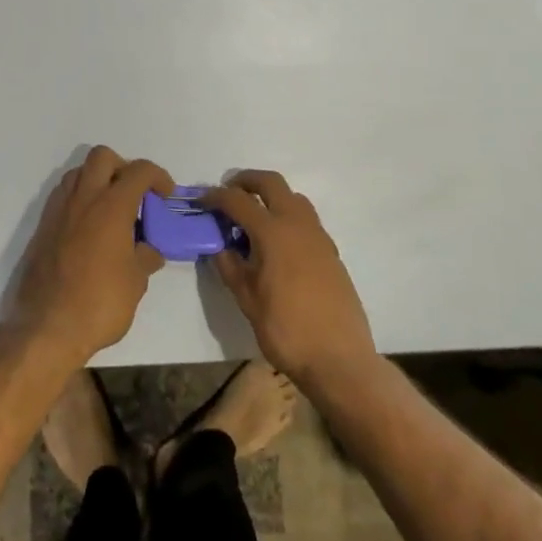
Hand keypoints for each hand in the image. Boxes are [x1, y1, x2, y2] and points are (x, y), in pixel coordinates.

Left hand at [6, 146, 171, 368]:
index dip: (158, 176)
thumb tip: (148, 249)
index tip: (166, 195)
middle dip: (123, 167)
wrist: (45, 328)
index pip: (139, 171)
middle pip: (103, 156)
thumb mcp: (135, 283)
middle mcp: (83, 198)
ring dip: (98, 180)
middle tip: (134, 195)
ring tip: (111, 210)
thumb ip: (145, 257)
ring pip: (79, 172)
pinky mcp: (42, 226)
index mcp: (112, 206)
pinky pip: (63, 195)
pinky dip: (80, 199)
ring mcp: (59, 209)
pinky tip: (89, 228)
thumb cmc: (98, 304)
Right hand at [201, 171, 377, 389]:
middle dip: (246, 181)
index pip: (238, 200)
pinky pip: (306, 219)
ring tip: (254, 219)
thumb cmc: (287, 331)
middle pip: (271, 182)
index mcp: (273, 232)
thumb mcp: (247, 301)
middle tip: (229, 193)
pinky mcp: (330, 250)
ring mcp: (318, 235)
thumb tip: (220, 247)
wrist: (340, 359)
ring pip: (293, 197)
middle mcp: (297, 224)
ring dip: (271, 196)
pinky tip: (278, 244)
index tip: (202, 201)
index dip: (216, 197)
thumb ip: (231, 267)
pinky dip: (287, 216)